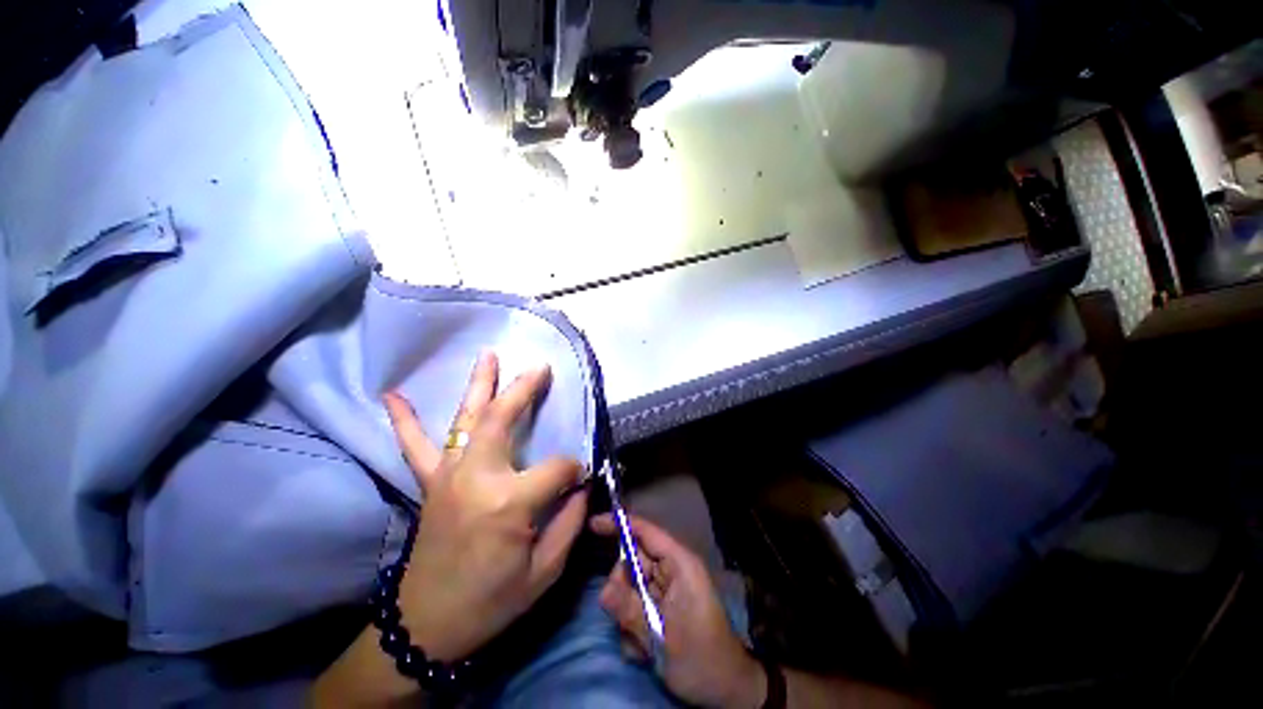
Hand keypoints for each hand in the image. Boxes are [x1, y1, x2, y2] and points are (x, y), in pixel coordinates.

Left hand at [383, 351, 587, 662]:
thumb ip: (570, 521)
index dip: (574, 471)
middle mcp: (476, 478)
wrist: (426, 627)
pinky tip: (393, 396)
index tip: (580, 480)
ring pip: (465, 421)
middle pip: (502, 420)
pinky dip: (405, 421)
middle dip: (524, 390)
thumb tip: (582, 484)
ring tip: (488, 355)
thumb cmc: (491, 602)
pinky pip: (414, 448)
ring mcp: (448, 477)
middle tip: (541, 366)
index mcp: (509, 503)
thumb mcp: (545, 571)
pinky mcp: (431, 484)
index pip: (556, 468)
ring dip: (478, 386)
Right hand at [592, 514, 765, 708]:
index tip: (592, 524)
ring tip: (640, 643)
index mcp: (678, 564)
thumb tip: (603, 591)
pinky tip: (643, 651)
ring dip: (627, 615)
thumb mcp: (663, 635)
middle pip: (632, 561)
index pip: (645, 532)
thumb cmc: (701, 656)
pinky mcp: (661, 609)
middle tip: (621, 615)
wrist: (724, 690)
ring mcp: (666, 590)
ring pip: (630, 588)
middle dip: (621, 587)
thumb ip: (631, 610)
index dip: (620, 524)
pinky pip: (635, 607)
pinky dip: (633, 628)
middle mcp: (671, 571)